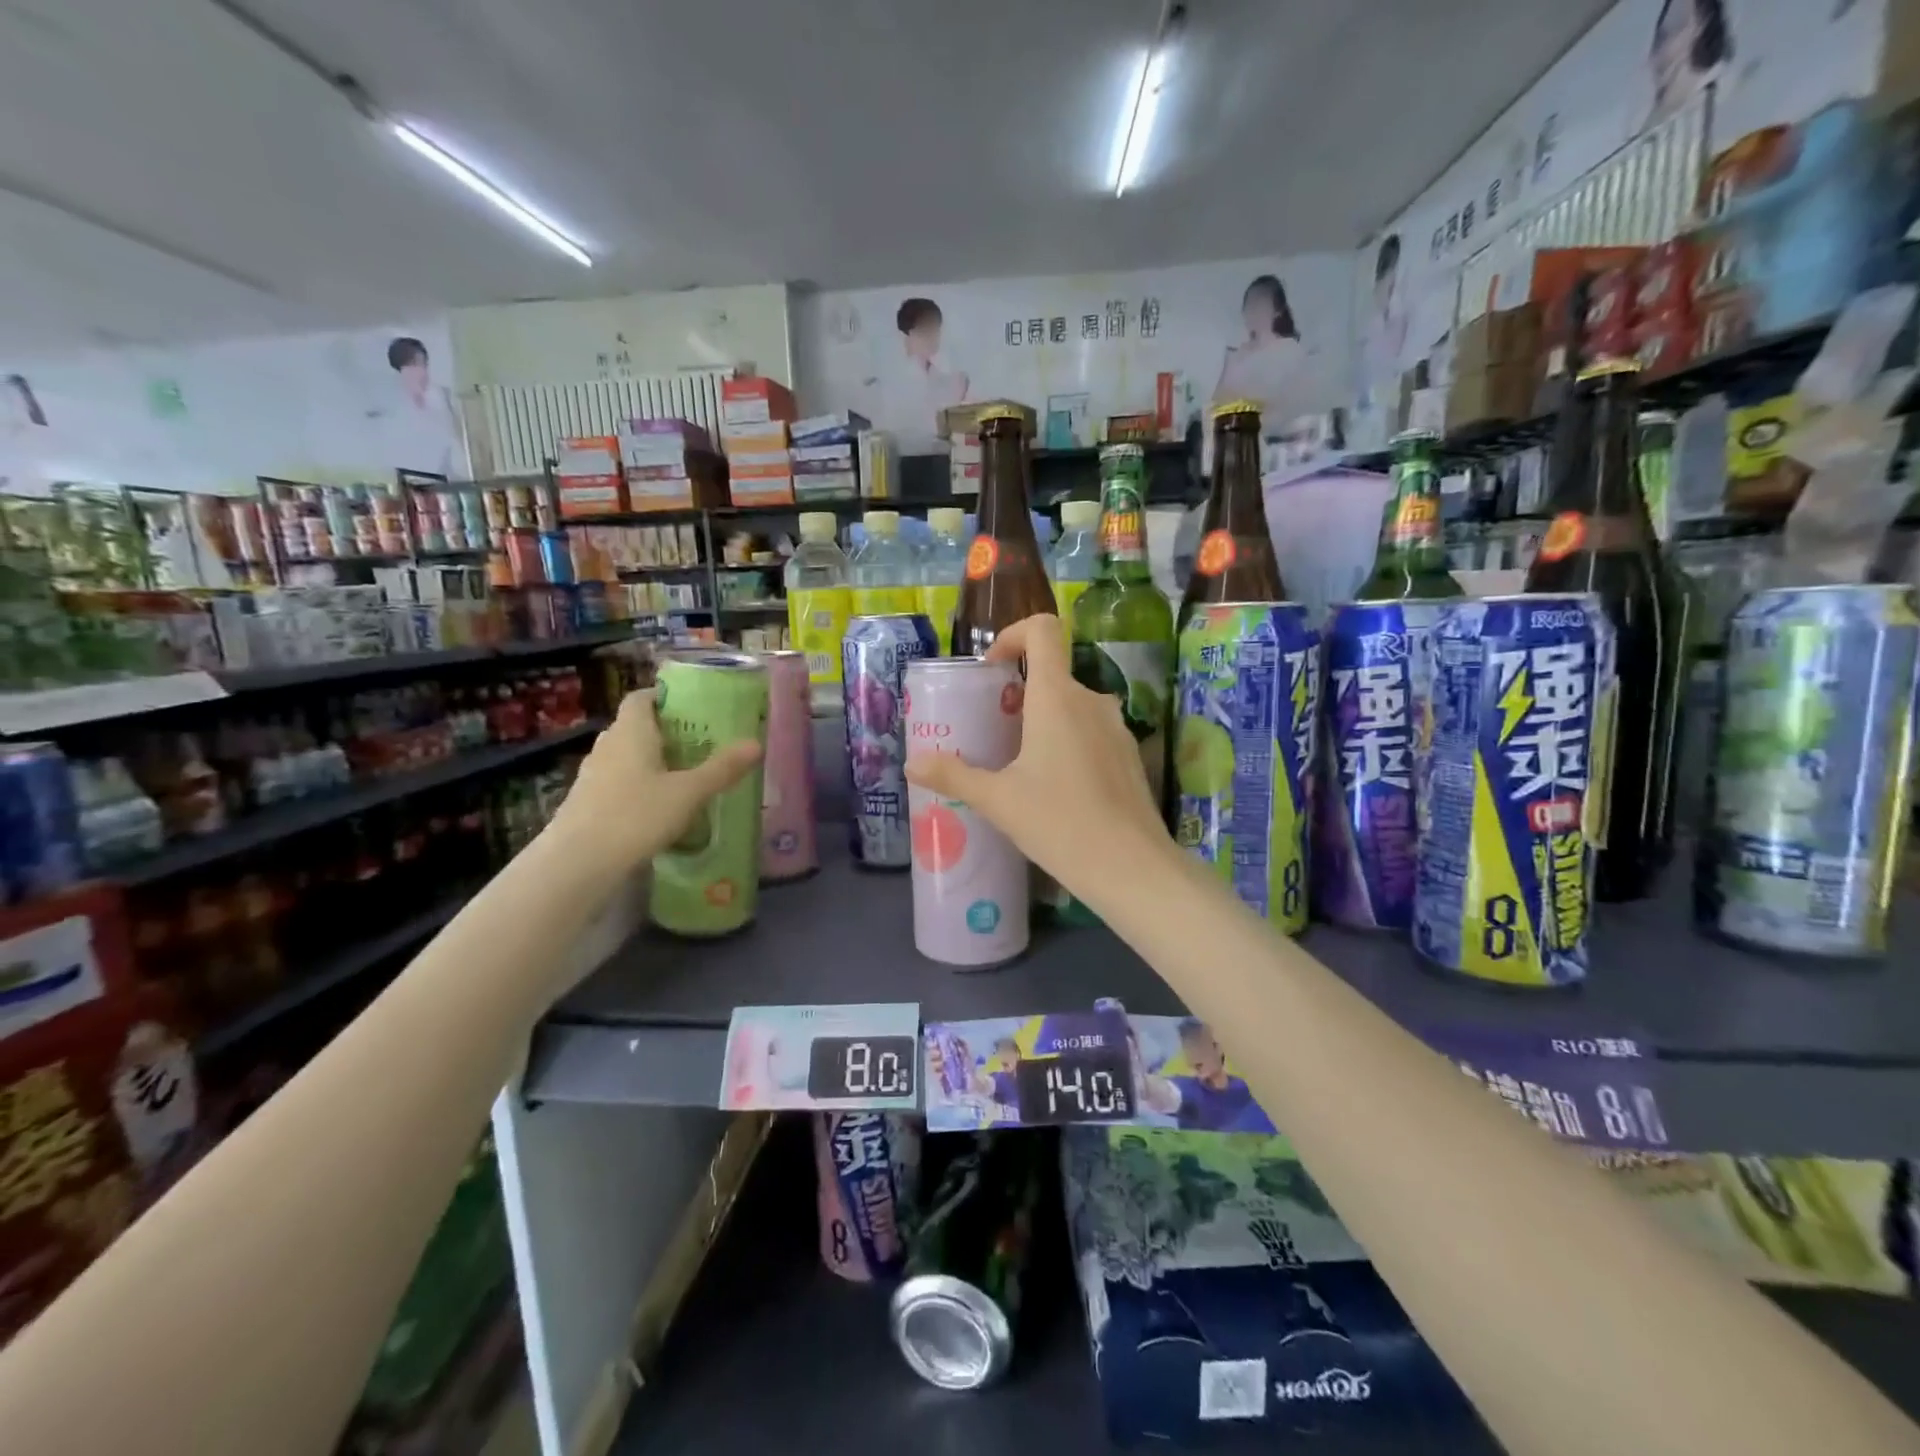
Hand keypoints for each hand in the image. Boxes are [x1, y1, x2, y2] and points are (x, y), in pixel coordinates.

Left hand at [554, 689, 761, 863]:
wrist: (578, 862)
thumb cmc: (636, 816)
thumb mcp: (689, 793)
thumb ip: (722, 768)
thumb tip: (756, 743)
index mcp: (632, 732)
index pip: (641, 697)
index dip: (664, 696)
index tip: (692, 707)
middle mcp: (608, 745)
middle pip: (636, 726)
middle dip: (665, 730)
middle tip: (699, 742)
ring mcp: (592, 774)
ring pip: (626, 755)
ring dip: (651, 759)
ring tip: (683, 774)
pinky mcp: (587, 801)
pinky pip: (618, 781)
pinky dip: (638, 784)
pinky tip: (657, 806)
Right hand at [903, 615, 1171, 899]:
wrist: (1130, 868)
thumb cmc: (1058, 823)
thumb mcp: (998, 800)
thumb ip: (953, 776)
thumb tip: (913, 764)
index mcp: (1057, 697)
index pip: (1042, 630)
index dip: (1013, 635)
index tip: (991, 670)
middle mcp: (1090, 700)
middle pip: (1051, 675)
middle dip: (1018, 695)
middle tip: (992, 733)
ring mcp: (1116, 728)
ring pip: (1072, 707)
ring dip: (1043, 722)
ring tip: (1019, 765)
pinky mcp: (1129, 755)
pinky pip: (1091, 733)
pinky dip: (1068, 743)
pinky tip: (1056, 789)